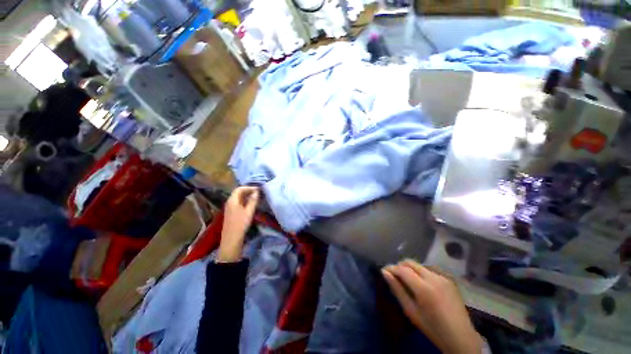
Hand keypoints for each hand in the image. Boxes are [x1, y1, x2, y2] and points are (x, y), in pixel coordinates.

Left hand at [217, 186, 259, 262]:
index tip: (258, 189)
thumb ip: (253, 201)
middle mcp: (229, 202)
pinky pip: (237, 203)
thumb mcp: (249, 211)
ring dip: (246, 196)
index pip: (239, 189)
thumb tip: (256, 192)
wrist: (231, 238)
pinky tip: (250, 205)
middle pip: (238, 193)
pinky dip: (244, 201)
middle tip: (258, 193)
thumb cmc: (241, 224)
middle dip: (248, 191)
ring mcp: (229, 208)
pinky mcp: (231, 213)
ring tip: (256, 198)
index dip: (249, 188)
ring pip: (238, 198)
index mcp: (232, 200)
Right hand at [382, 260, 482, 353]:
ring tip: (408, 281)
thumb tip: (384, 272)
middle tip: (395, 275)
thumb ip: (397, 289)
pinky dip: (421, 273)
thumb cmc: (432, 327)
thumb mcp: (411, 311)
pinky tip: (422, 285)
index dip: (391, 268)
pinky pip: (429, 270)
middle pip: (410, 262)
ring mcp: (442, 277)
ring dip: (410, 269)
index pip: (402, 269)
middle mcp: (433, 278)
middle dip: (400, 266)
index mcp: (424, 288)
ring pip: (419, 265)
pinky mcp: (448, 279)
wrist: (460, 336)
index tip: (385, 271)